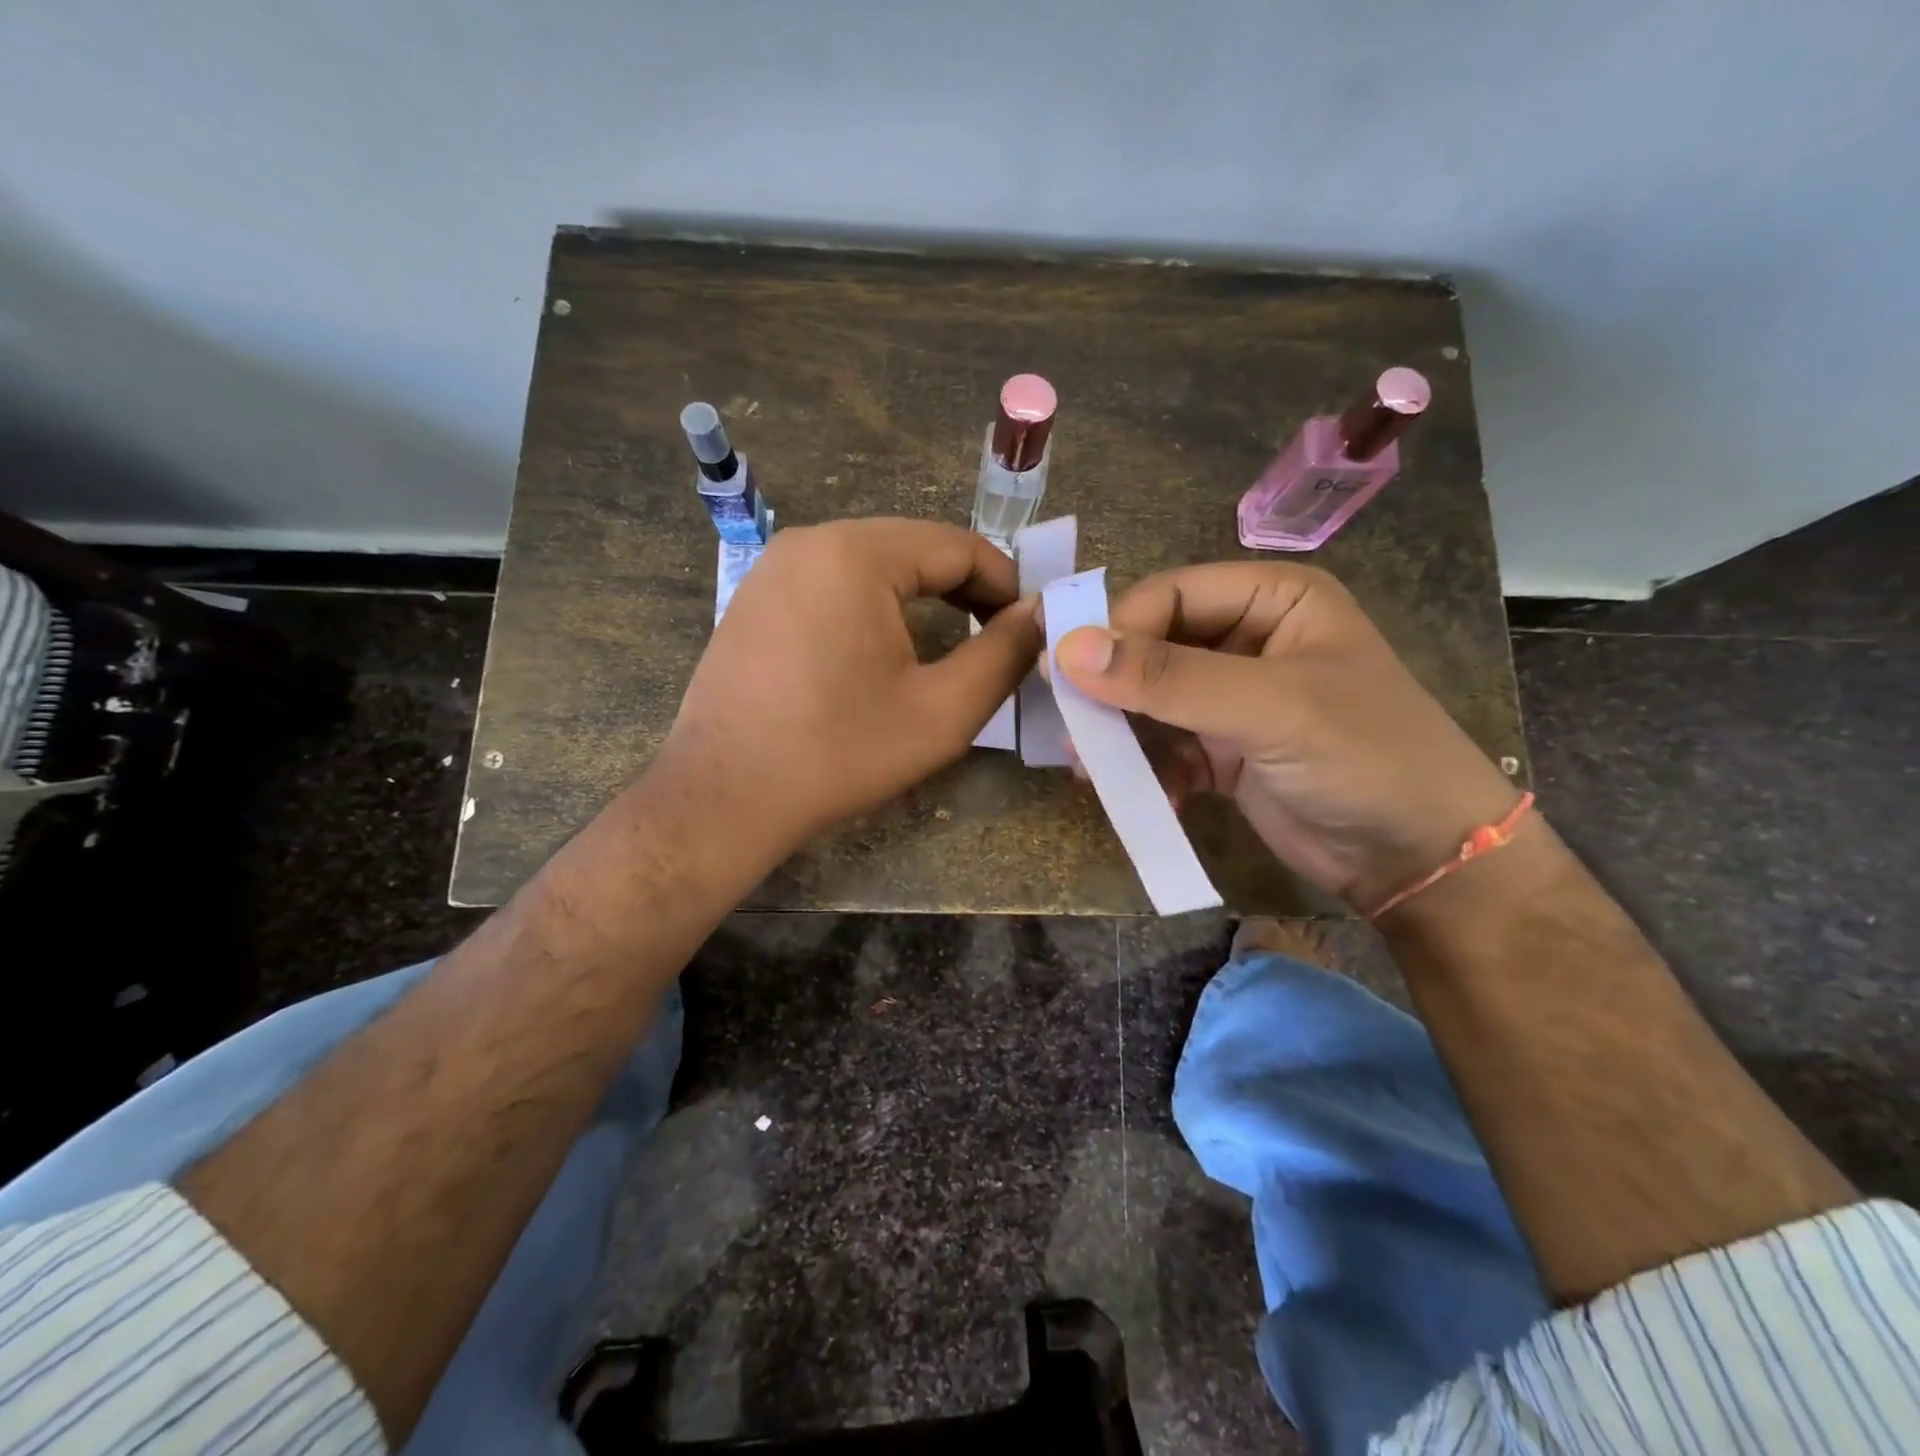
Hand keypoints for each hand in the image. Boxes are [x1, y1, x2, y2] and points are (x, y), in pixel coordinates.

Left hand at [655, 518, 1039, 857]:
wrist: (723, 798)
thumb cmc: (839, 753)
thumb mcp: (942, 711)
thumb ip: (1003, 653)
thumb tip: (1039, 613)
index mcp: (855, 553)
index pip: (957, 546)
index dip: (1006, 583)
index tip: (1030, 626)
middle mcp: (809, 541)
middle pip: (913, 548)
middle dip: (964, 589)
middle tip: (998, 637)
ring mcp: (774, 567)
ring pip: (873, 564)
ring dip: (921, 597)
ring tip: (952, 643)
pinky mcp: (755, 597)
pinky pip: (833, 584)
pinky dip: (874, 606)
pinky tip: (886, 649)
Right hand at [1052, 561, 1518, 911]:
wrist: (1421, 859)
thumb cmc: (1364, 756)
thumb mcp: (1269, 707)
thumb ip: (1169, 678)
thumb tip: (1067, 651)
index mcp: (1273, 599)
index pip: (1171, 595)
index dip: (1118, 629)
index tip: (1068, 674)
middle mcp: (1248, 640)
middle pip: (1153, 647)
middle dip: (1113, 689)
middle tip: (1071, 728)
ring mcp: (1233, 698)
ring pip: (1151, 701)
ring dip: (1121, 734)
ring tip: (1091, 768)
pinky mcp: (1223, 750)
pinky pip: (1165, 747)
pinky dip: (1148, 770)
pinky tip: (1148, 796)